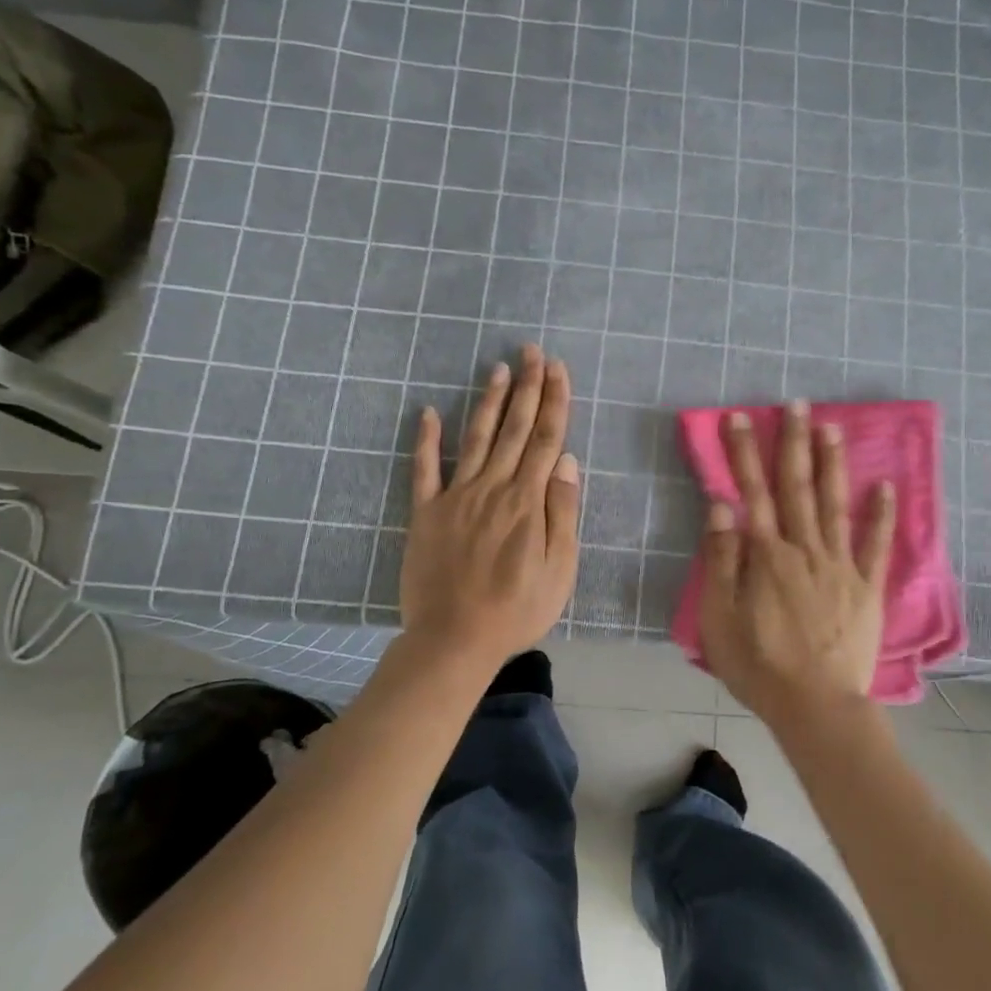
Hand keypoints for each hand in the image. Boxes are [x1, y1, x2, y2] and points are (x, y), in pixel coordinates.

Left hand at [400, 344, 580, 665]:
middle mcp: (493, 488)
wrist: (454, 639)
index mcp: (528, 501)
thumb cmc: (517, 610)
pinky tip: (428, 412)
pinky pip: (424, 469)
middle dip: (527, 387)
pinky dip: (425, 439)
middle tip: (532, 350)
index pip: (545, 439)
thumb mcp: (559, 569)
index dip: (554, 401)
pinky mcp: (425, 513)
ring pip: (476, 438)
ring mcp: (455, 497)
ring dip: (488, 401)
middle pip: (514, 429)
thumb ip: (562, 512)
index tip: (558, 369)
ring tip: (498, 368)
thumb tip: (566, 462)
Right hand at [695, 402, 895, 729]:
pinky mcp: (866, 586)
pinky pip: (876, 545)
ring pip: (835, 504)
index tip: (741, 417)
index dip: (744, 452)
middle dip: (793, 442)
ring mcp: (840, 565)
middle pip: (797, 486)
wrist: (816, 705)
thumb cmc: (759, 665)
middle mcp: (804, 548)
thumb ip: (722, 559)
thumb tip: (722, 505)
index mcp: (766, 555)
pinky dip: (881, 514)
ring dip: (832, 464)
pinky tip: (885, 486)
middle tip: (797, 403)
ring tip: (832, 427)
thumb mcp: (720, 618)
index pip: (752, 491)